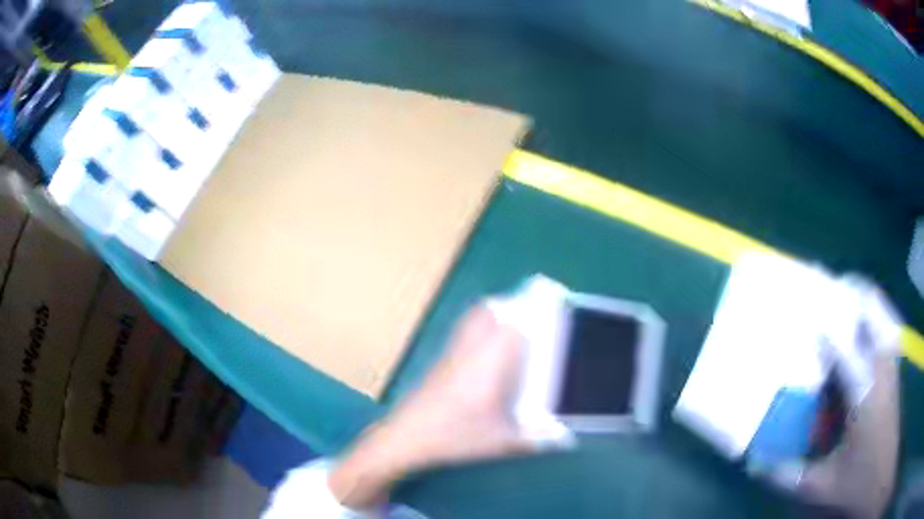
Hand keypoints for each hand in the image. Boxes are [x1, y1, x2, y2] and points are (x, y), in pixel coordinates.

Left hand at [328, 305, 532, 508]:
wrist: (406, 438)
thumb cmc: (456, 436)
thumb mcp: (501, 441)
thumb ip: (536, 438)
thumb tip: (564, 437)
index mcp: (490, 363)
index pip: (512, 324)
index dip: (532, 312)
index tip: (550, 310)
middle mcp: (470, 350)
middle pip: (489, 312)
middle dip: (513, 308)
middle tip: (533, 318)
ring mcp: (452, 353)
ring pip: (473, 319)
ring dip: (494, 315)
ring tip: (514, 328)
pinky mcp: (441, 361)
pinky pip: (462, 332)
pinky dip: (478, 328)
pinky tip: (488, 353)